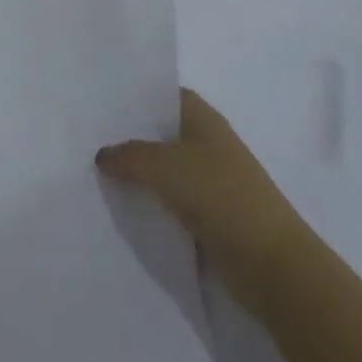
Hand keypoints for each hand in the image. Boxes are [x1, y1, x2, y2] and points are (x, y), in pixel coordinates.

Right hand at [96, 89, 303, 320]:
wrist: (273, 266)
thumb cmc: (222, 197)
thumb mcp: (166, 167)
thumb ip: (129, 156)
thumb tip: (103, 155)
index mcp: (204, 119)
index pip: (164, 95)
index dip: (135, 96)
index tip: (100, 102)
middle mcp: (208, 144)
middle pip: (161, 132)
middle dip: (129, 136)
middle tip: (88, 139)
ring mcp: (211, 182)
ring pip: (164, 169)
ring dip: (137, 174)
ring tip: (95, 173)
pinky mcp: (210, 216)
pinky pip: (171, 201)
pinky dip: (150, 203)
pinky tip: (122, 208)